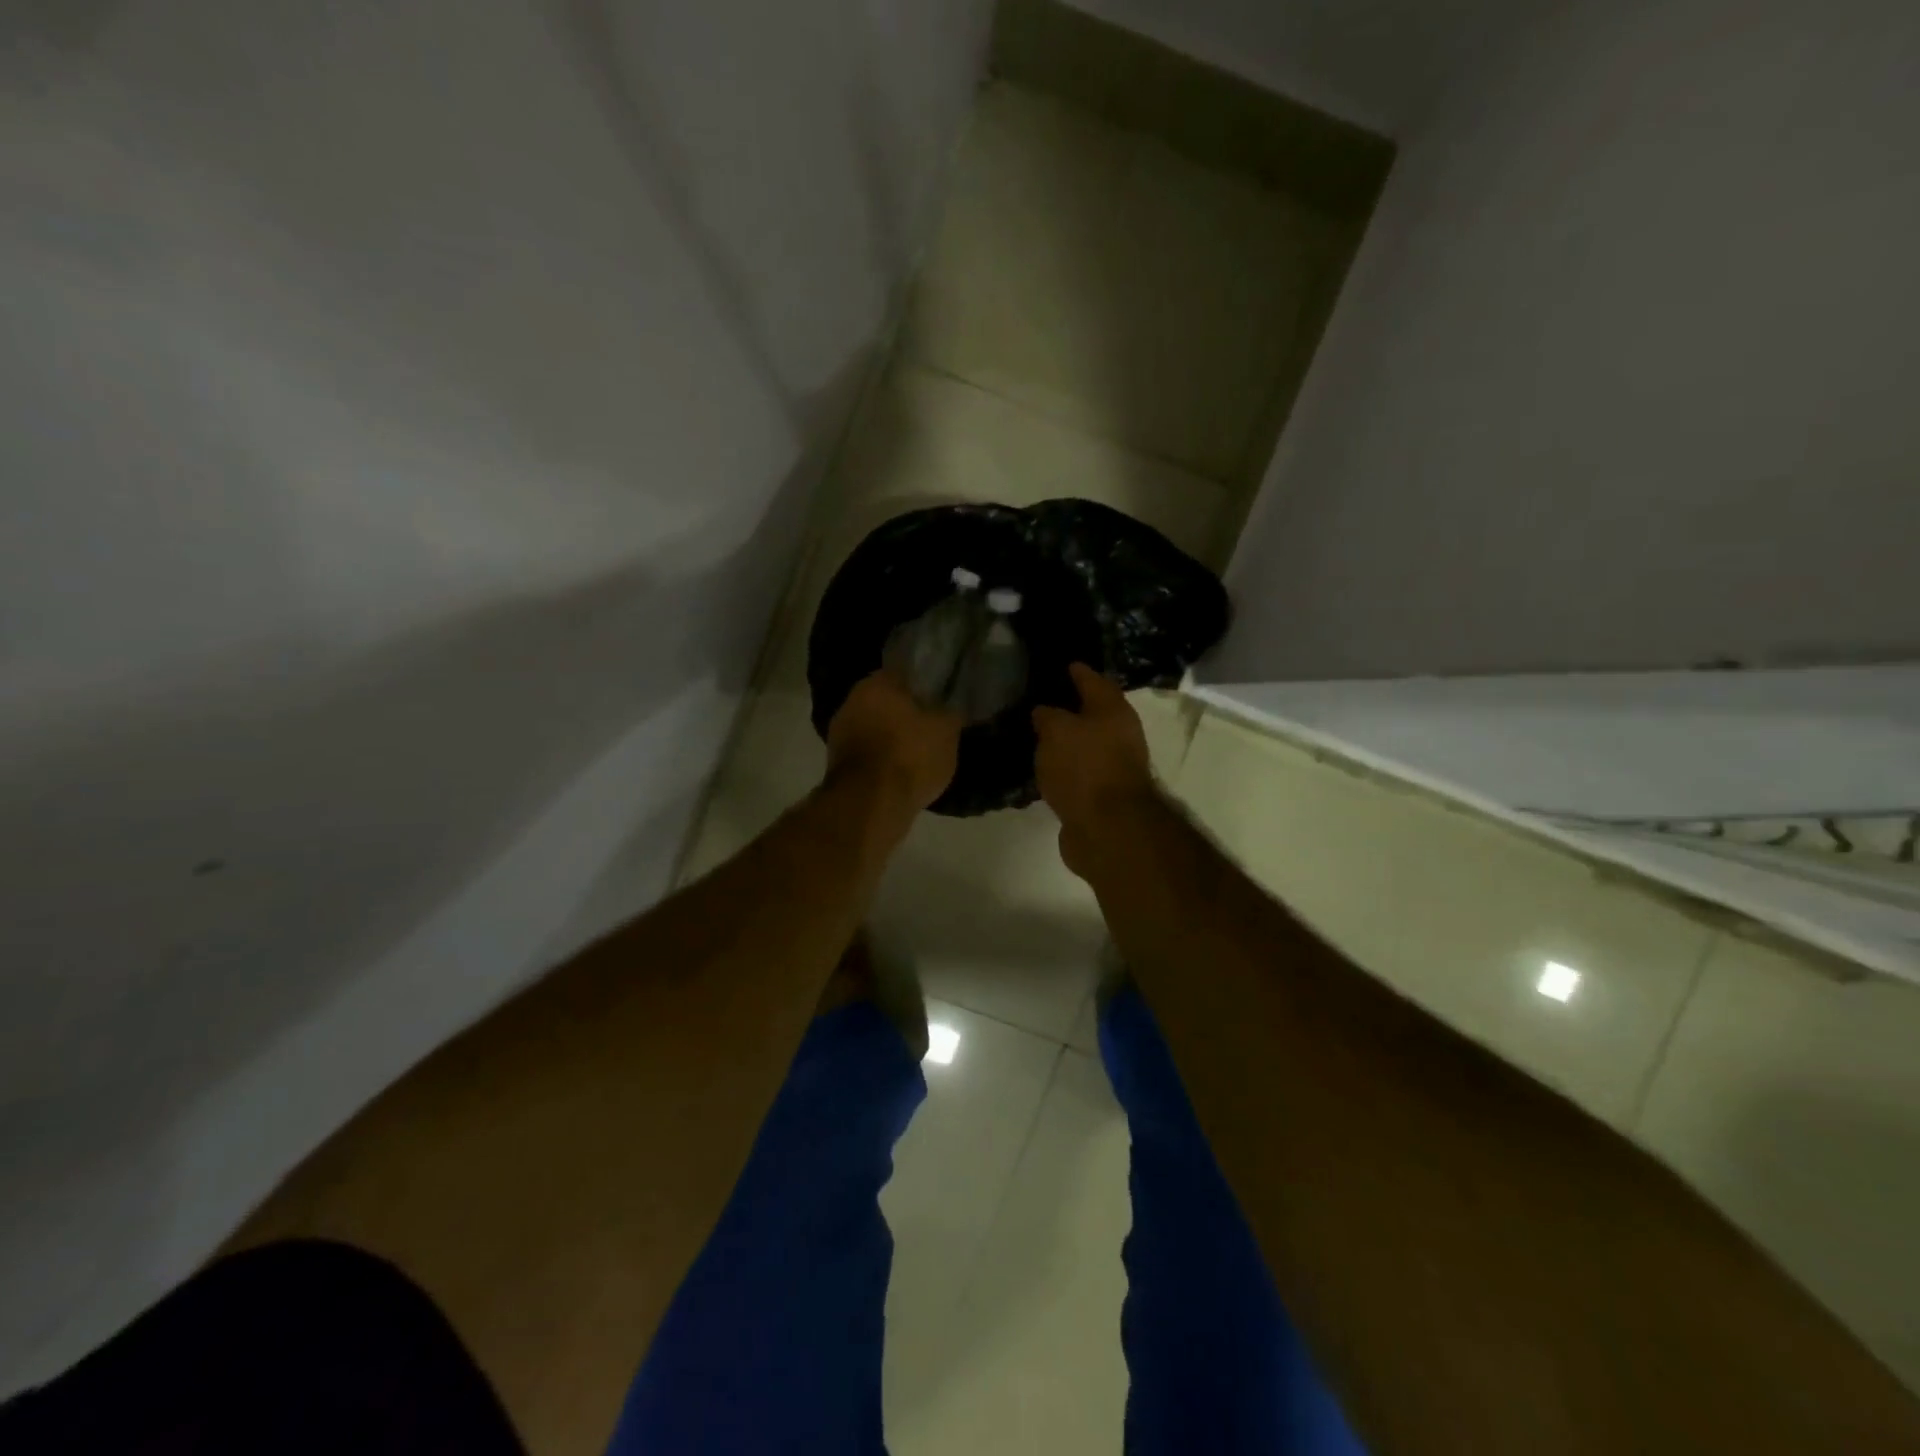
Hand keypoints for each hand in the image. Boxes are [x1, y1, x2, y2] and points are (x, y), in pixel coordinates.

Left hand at [826, 669, 962, 817]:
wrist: (870, 804)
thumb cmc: (910, 756)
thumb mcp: (946, 731)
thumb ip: (951, 712)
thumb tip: (954, 704)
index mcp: (877, 683)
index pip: (904, 673)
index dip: (924, 685)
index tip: (940, 697)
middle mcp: (852, 700)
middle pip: (885, 701)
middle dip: (905, 711)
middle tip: (931, 724)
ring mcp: (839, 733)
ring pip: (874, 727)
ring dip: (891, 736)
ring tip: (918, 751)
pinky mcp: (837, 763)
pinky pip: (867, 752)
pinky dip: (881, 758)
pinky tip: (900, 770)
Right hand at [1032, 664, 1155, 877]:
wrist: (1107, 829)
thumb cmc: (1084, 767)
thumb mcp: (1057, 731)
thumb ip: (1048, 716)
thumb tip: (1044, 712)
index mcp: (1113, 711)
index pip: (1093, 681)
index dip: (1078, 671)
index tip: (1064, 664)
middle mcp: (1119, 735)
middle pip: (1093, 714)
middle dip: (1071, 707)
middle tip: (1041, 698)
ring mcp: (1112, 767)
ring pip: (1084, 744)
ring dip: (1066, 739)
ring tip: (1036, 733)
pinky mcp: (1100, 795)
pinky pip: (1078, 771)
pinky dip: (1063, 766)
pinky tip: (1043, 766)